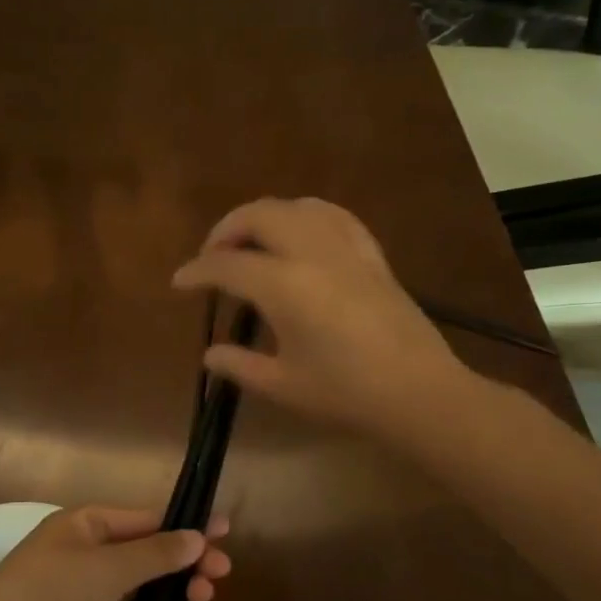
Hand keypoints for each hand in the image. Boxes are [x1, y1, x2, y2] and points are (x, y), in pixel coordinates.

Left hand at [0, 506, 231, 600]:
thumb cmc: (51, 591)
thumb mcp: (107, 565)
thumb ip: (156, 553)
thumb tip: (197, 537)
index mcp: (88, 526)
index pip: (146, 520)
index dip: (185, 525)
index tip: (224, 530)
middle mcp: (93, 558)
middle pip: (152, 556)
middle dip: (187, 562)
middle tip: (222, 572)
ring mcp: (96, 599)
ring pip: (150, 592)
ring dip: (181, 593)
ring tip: (207, 600)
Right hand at [171, 197, 465, 441]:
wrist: (419, 394)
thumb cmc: (346, 394)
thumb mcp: (283, 385)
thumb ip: (239, 365)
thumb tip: (210, 354)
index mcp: (284, 286)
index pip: (226, 265)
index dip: (197, 272)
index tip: (180, 283)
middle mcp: (311, 252)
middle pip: (258, 216)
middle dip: (225, 230)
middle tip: (212, 259)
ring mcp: (345, 248)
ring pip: (295, 206)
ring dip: (263, 217)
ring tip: (251, 243)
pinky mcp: (371, 254)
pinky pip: (332, 215)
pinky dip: (305, 215)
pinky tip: (300, 234)